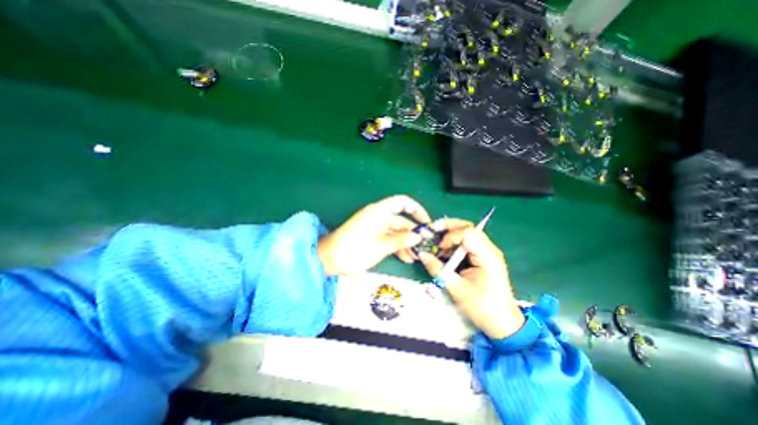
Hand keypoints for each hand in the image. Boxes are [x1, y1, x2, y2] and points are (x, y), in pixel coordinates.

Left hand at [316, 193, 432, 275]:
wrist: (330, 258)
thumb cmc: (356, 249)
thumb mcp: (382, 245)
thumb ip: (401, 240)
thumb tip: (418, 236)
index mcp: (380, 211)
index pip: (403, 202)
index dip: (417, 210)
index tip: (426, 223)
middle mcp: (379, 216)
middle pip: (401, 220)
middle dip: (413, 233)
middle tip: (424, 246)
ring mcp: (375, 227)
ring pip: (396, 232)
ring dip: (406, 243)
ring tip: (416, 256)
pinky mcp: (372, 237)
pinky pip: (388, 239)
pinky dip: (397, 247)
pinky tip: (406, 258)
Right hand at [417, 228, 524, 339]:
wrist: (502, 322)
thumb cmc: (483, 308)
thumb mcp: (457, 290)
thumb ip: (438, 270)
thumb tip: (422, 255)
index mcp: (488, 257)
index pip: (469, 233)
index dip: (451, 236)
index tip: (439, 248)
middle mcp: (489, 249)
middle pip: (468, 227)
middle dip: (449, 227)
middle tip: (432, 231)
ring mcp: (487, 252)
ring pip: (467, 232)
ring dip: (450, 234)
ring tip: (437, 244)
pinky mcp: (482, 256)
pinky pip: (466, 242)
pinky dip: (453, 242)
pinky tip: (445, 250)